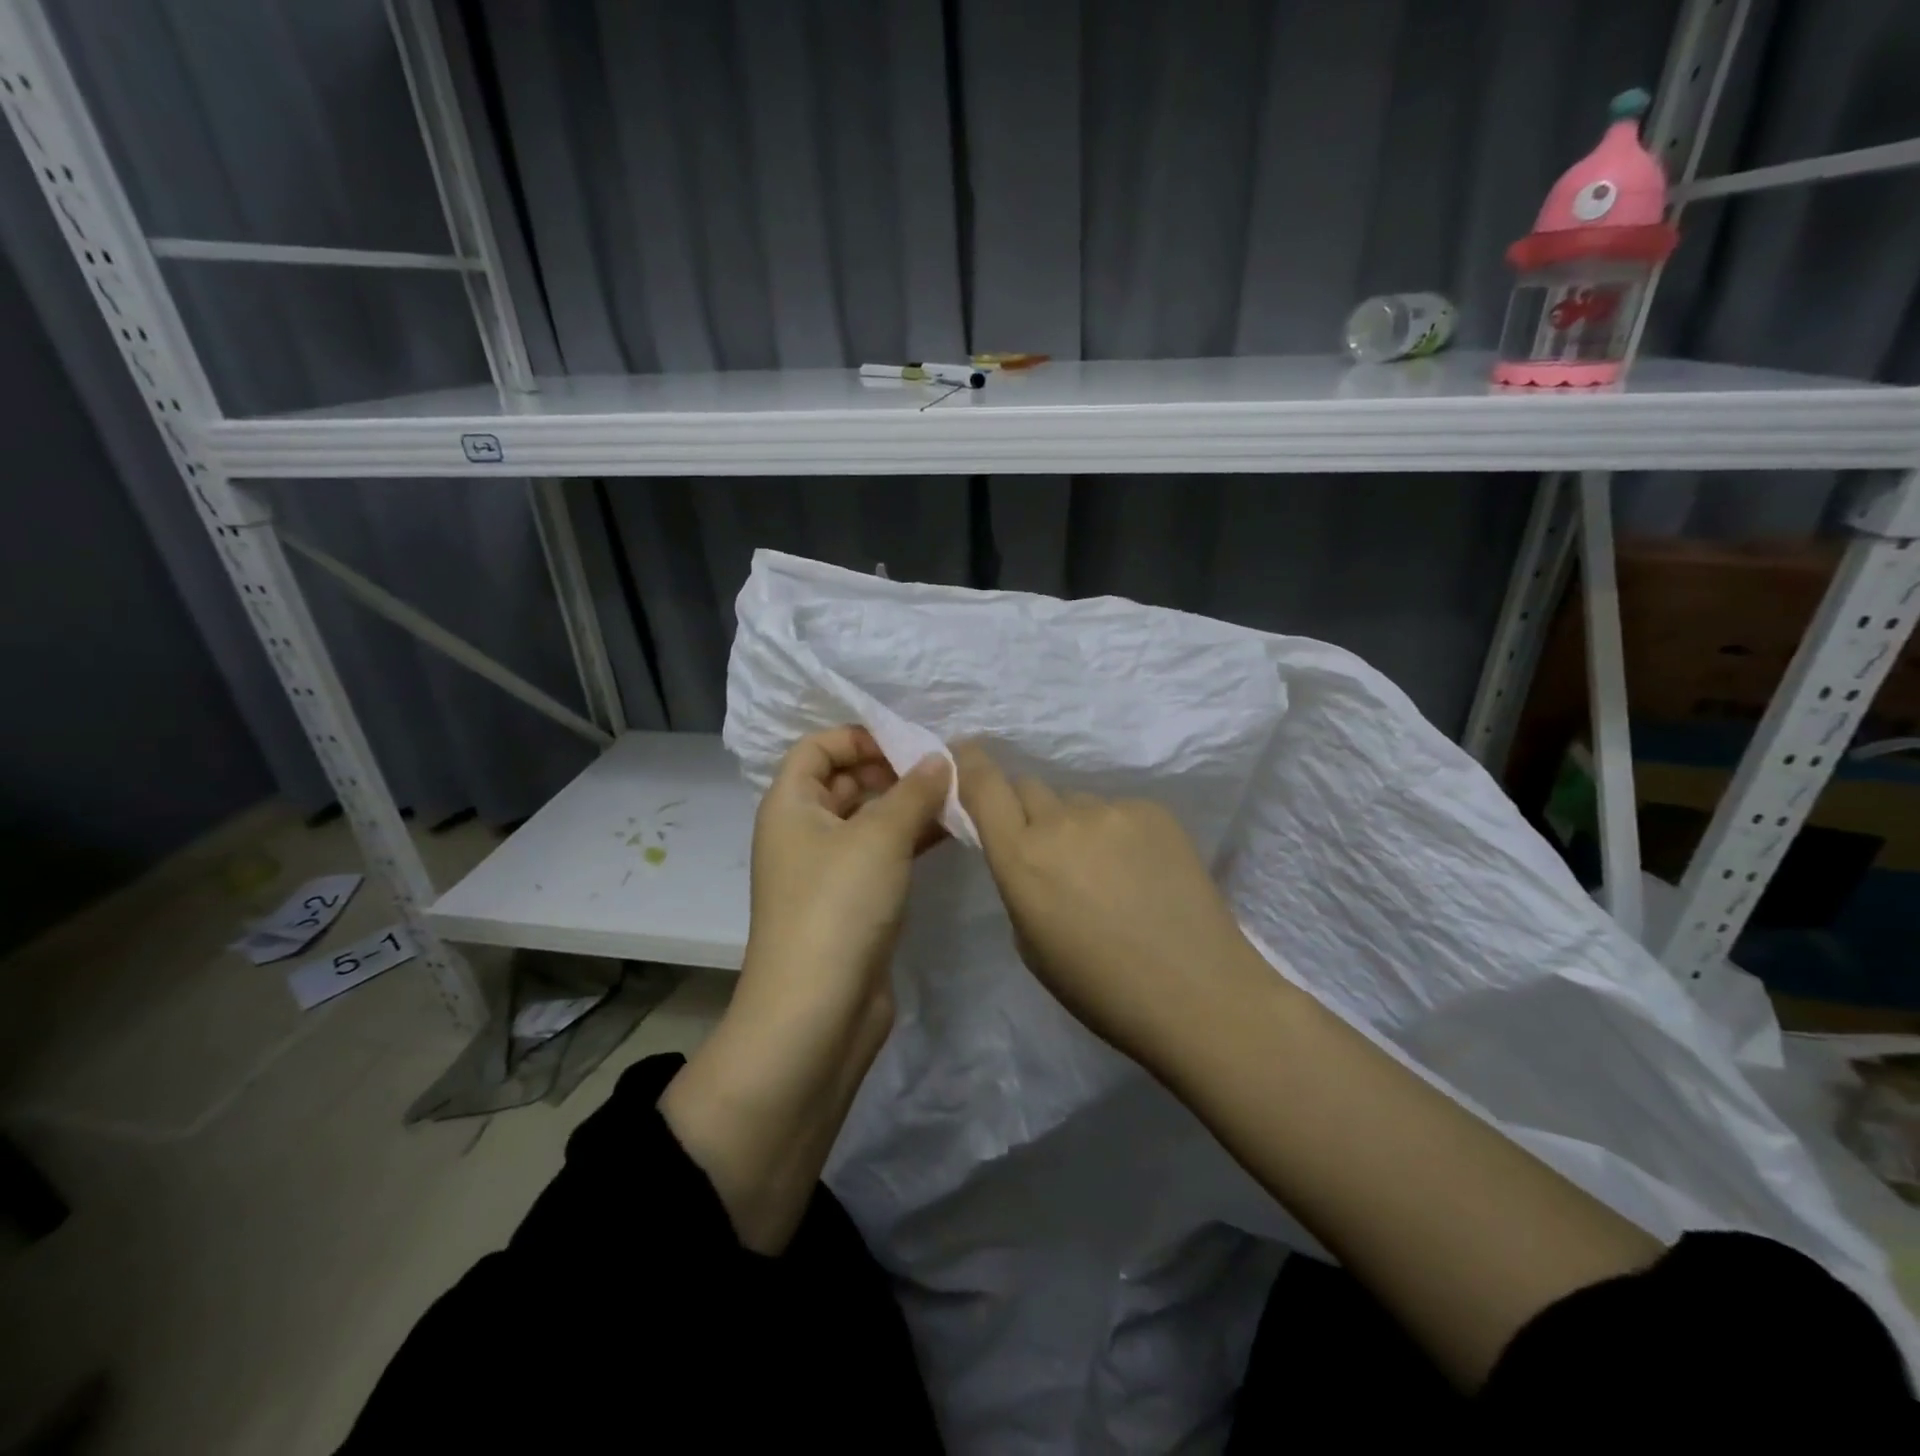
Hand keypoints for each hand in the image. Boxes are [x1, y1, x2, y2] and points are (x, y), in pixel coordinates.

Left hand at [660, 727, 948, 1253]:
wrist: (817, 1014)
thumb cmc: (838, 907)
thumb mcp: (880, 837)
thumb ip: (914, 791)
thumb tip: (940, 759)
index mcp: (791, 805)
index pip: (817, 748)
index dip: (858, 736)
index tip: (909, 742)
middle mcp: (804, 833)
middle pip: (846, 782)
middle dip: (893, 770)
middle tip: (945, 767)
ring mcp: (828, 872)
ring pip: (869, 822)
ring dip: (908, 806)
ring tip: (958, 796)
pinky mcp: (853, 905)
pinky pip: (882, 857)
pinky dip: (911, 841)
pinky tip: (951, 833)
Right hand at [954, 740, 1265, 1068]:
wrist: (1197, 993)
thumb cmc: (1101, 988)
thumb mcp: (1031, 944)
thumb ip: (1019, 882)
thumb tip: (1029, 853)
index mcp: (1022, 858)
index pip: (984, 785)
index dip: (970, 763)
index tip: (964, 752)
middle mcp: (1061, 822)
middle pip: (1028, 786)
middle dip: (1026, 809)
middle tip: (1047, 846)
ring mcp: (1112, 811)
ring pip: (1076, 801)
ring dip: (1075, 824)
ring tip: (1106, 869)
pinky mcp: (1155, 811)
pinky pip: (1118, 810)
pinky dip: (1117, 832)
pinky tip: (1142, 870)